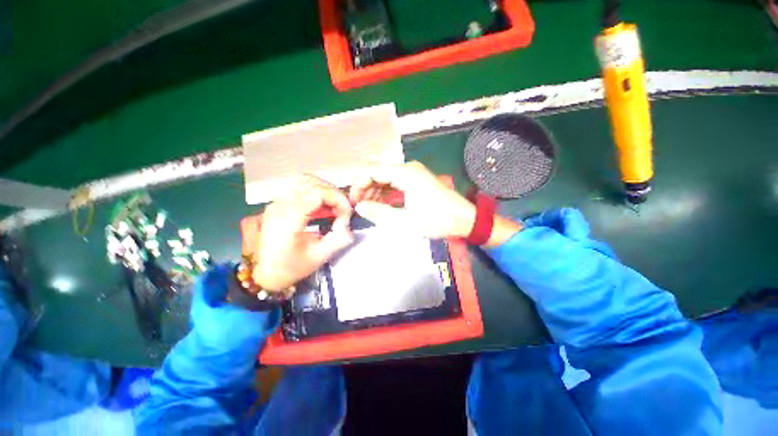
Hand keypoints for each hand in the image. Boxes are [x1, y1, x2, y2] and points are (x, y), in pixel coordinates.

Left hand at [252, 176, 353, 289]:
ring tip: (333, 205)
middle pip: (311, 183)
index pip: (318, 193)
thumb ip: (338, 239)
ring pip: (303, 181)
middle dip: (332, 193)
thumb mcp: (318, 257)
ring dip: (323, 189)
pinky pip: (297, 187)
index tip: (347, 212)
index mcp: (289, 219)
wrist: (264, 274)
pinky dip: (314, 190)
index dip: (338, 199)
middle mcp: (280, 205)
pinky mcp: (277, 204)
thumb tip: (348, 225)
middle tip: (342, 208)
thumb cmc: (291, 267)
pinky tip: (321, 205)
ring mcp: (276, 202)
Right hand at [349, 161, 475, 238]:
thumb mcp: (405, 221)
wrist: (464, 219)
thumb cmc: (437, 220)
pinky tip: (381, 204)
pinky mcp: (416, 181)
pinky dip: (386, 193)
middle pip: (379, 173)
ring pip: (386, 178)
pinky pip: (395, 183)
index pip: (373, 171)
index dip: (359, 185)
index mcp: (405, 174)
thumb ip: (379, 213)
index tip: (352, 200)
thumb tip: (359, 207)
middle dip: (366, 188)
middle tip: (358, 206)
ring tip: (368, 207)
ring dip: (375, 191)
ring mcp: (413, 174)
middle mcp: (408, 169)